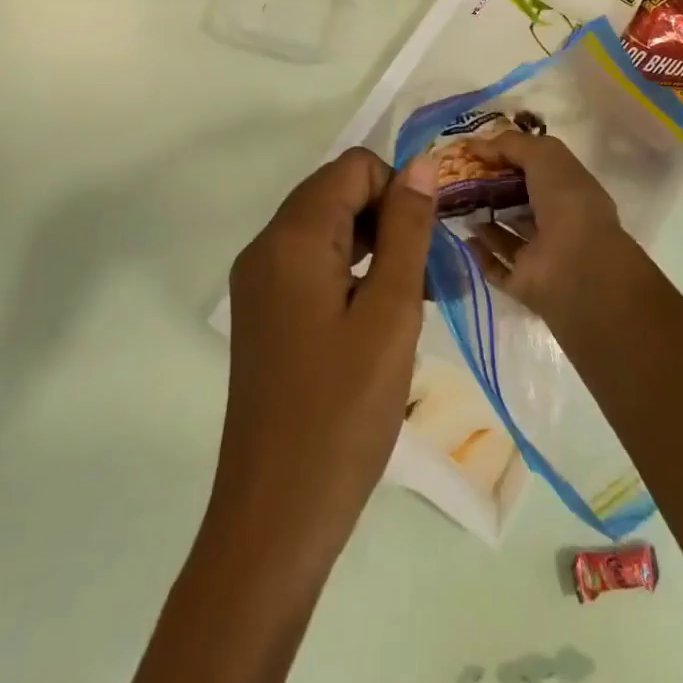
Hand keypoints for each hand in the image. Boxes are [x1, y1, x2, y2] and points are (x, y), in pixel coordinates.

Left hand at [211, 147, 436, 573]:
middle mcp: (266, 247)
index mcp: (293, 237)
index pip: (354, 168)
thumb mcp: (390, 313)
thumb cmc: (342, 411)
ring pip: (326, 228)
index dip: (397, 192)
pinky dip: (350, 272)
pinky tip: (378, 318)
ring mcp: (259, 282)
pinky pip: (311, 263)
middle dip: (387, 218)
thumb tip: (420, 163)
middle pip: (336, 193)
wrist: (275, 519)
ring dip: (373, 246)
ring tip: (409, 300)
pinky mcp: (263, 313)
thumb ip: (407, 229)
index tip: (424, 246)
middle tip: (422, 276)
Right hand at [463, 132, 637, 328]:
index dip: (507, 156)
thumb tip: (476, 145)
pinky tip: (463, 236)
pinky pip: (497, 266)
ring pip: (506, 233)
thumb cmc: (567, 201)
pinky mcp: (523, 282)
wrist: (577, 266)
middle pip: (517, 200)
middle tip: (456, 176)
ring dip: (483, 219)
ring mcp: (540, 254)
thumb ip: (511, 144)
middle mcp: (556, 219)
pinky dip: (480, 253)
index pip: (535, 168)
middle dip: (489, 187)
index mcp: (568, 188)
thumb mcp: (543, 154)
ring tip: (453, 202)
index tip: (474, 150)